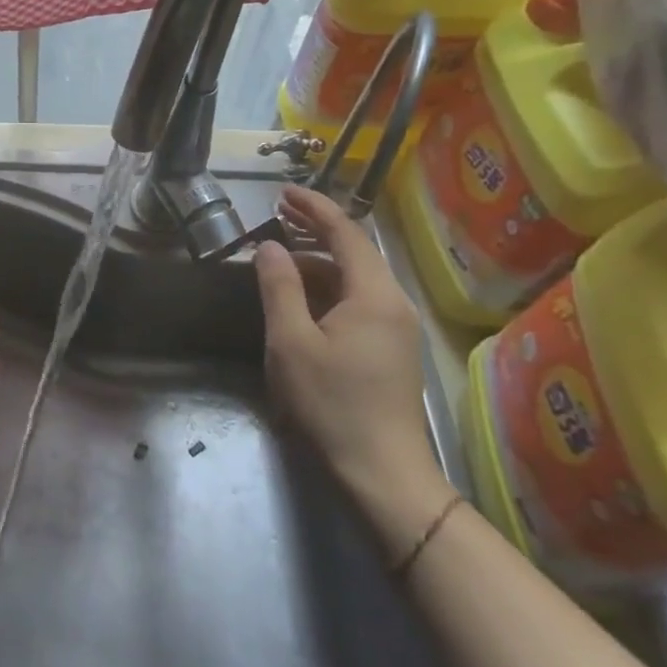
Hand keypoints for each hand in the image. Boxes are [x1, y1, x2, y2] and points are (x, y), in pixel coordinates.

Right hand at [255, 187, 449, 553]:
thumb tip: (270, 247)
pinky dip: (329, 286)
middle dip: (317, 229)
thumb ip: (280, 287)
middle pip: (355, 252)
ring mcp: (396, 329)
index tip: (282, 192)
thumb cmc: (331, 403)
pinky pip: (359, 301)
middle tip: (279, 213)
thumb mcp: (291, 342)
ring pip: (356, 278)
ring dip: (320, 259)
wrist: (382, 474)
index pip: (346, 234)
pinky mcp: (391, 351)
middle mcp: (392, 304)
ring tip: (282, 252)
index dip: (314, 208)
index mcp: (373, 295)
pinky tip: (302, 296)